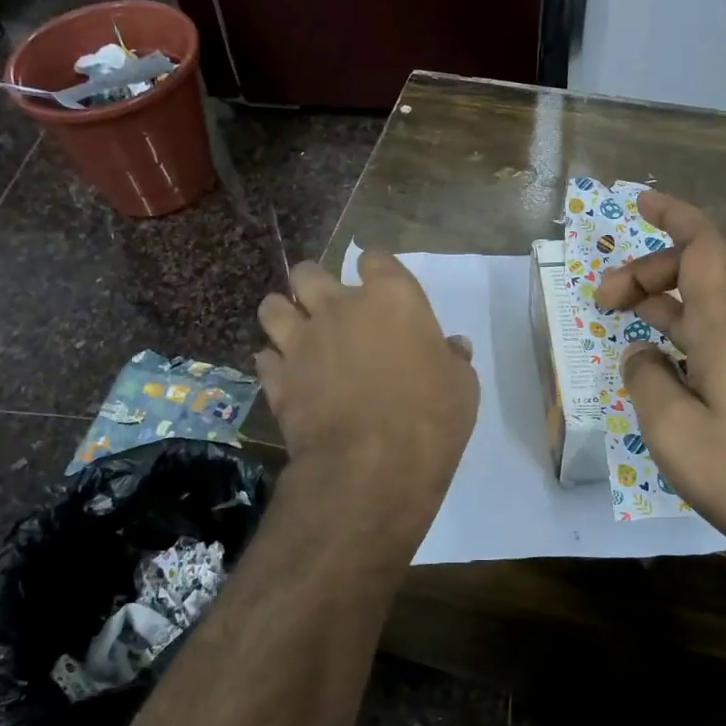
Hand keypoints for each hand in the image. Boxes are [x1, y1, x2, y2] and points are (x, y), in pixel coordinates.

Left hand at [257, 255, 478, 534]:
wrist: (372, 466)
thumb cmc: (430, 418)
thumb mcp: (461, 387)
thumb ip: (452, 359)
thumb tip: (453, 347)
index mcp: (391, 299)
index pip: (375, 259)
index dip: (376, 269)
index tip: (381, 285)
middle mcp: (339, 308)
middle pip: (309, 272)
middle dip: (316, 283)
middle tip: (329, 306)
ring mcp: (301, 342)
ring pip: (273, 307)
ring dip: (283, 314)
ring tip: (295, 330)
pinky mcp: (278, 379)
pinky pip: (265, 359)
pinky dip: (274, 364)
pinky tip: (286, 374)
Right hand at [595, 192, 725, 570]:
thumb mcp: (670, 428)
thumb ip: (645, 378)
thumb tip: (642, 355)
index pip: (704, 247)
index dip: (673, 215)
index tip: (638, 201)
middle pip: (701, 274)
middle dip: (648, 273)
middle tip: (603, 302)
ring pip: (714, 308)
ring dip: (666, 305)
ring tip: (624, 323)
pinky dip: (689, 333)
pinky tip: (668, 367)